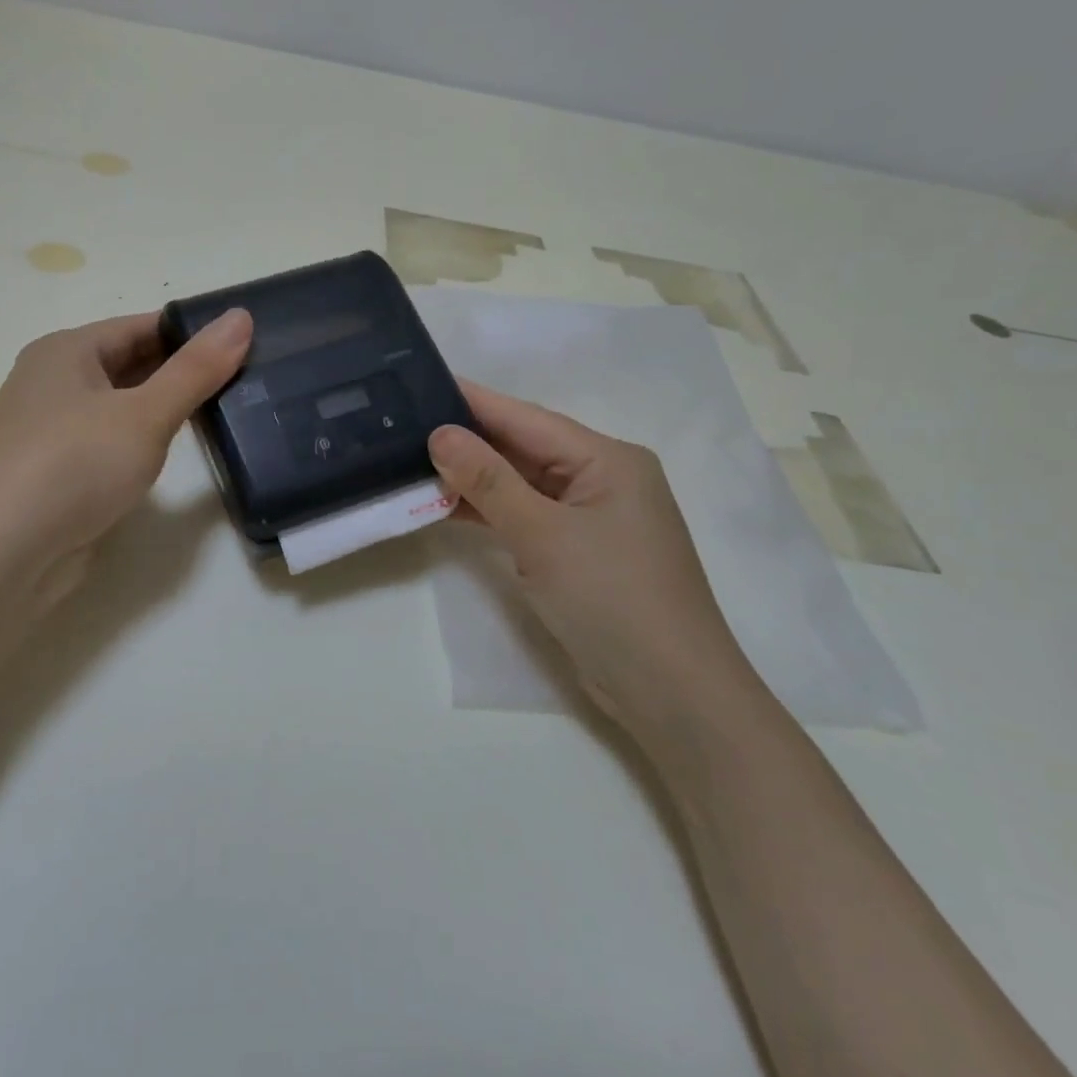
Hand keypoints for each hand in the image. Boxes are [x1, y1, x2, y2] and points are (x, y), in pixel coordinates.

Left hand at [0, 308, 252, 615]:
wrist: (1, 556)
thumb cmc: (74, 467)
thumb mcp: (145, 414)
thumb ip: (196, 369)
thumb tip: (241, 317)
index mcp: (65, 351)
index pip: (141, 326)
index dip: (192, 333)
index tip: (245, 342)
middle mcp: (52, 382)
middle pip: (129, 363)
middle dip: (182, 371)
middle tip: (245, 378)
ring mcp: (51, 429)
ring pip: (120, 405)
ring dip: (163, 408)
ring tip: (223, 412)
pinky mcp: (55, 471)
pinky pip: (109, 441)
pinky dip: (141, 441)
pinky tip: (174, 453)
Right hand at [428, 382, 759, 731]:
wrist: (670, 694)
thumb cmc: (612, 600)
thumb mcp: (544, 535)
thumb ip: (489, 482)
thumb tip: (440, 434)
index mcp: (608, 459)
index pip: (527, 419)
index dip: (473, 402)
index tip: (421, 382)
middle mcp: (602, 479)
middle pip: (525, 449)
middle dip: (468, 441)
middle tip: (405, 424)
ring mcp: (591, 518)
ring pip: (522, 484)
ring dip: (474, 479)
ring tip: (412, 461)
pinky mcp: (579, 552)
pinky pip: (527, 516)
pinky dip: (490, 512)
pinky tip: (446, 505)